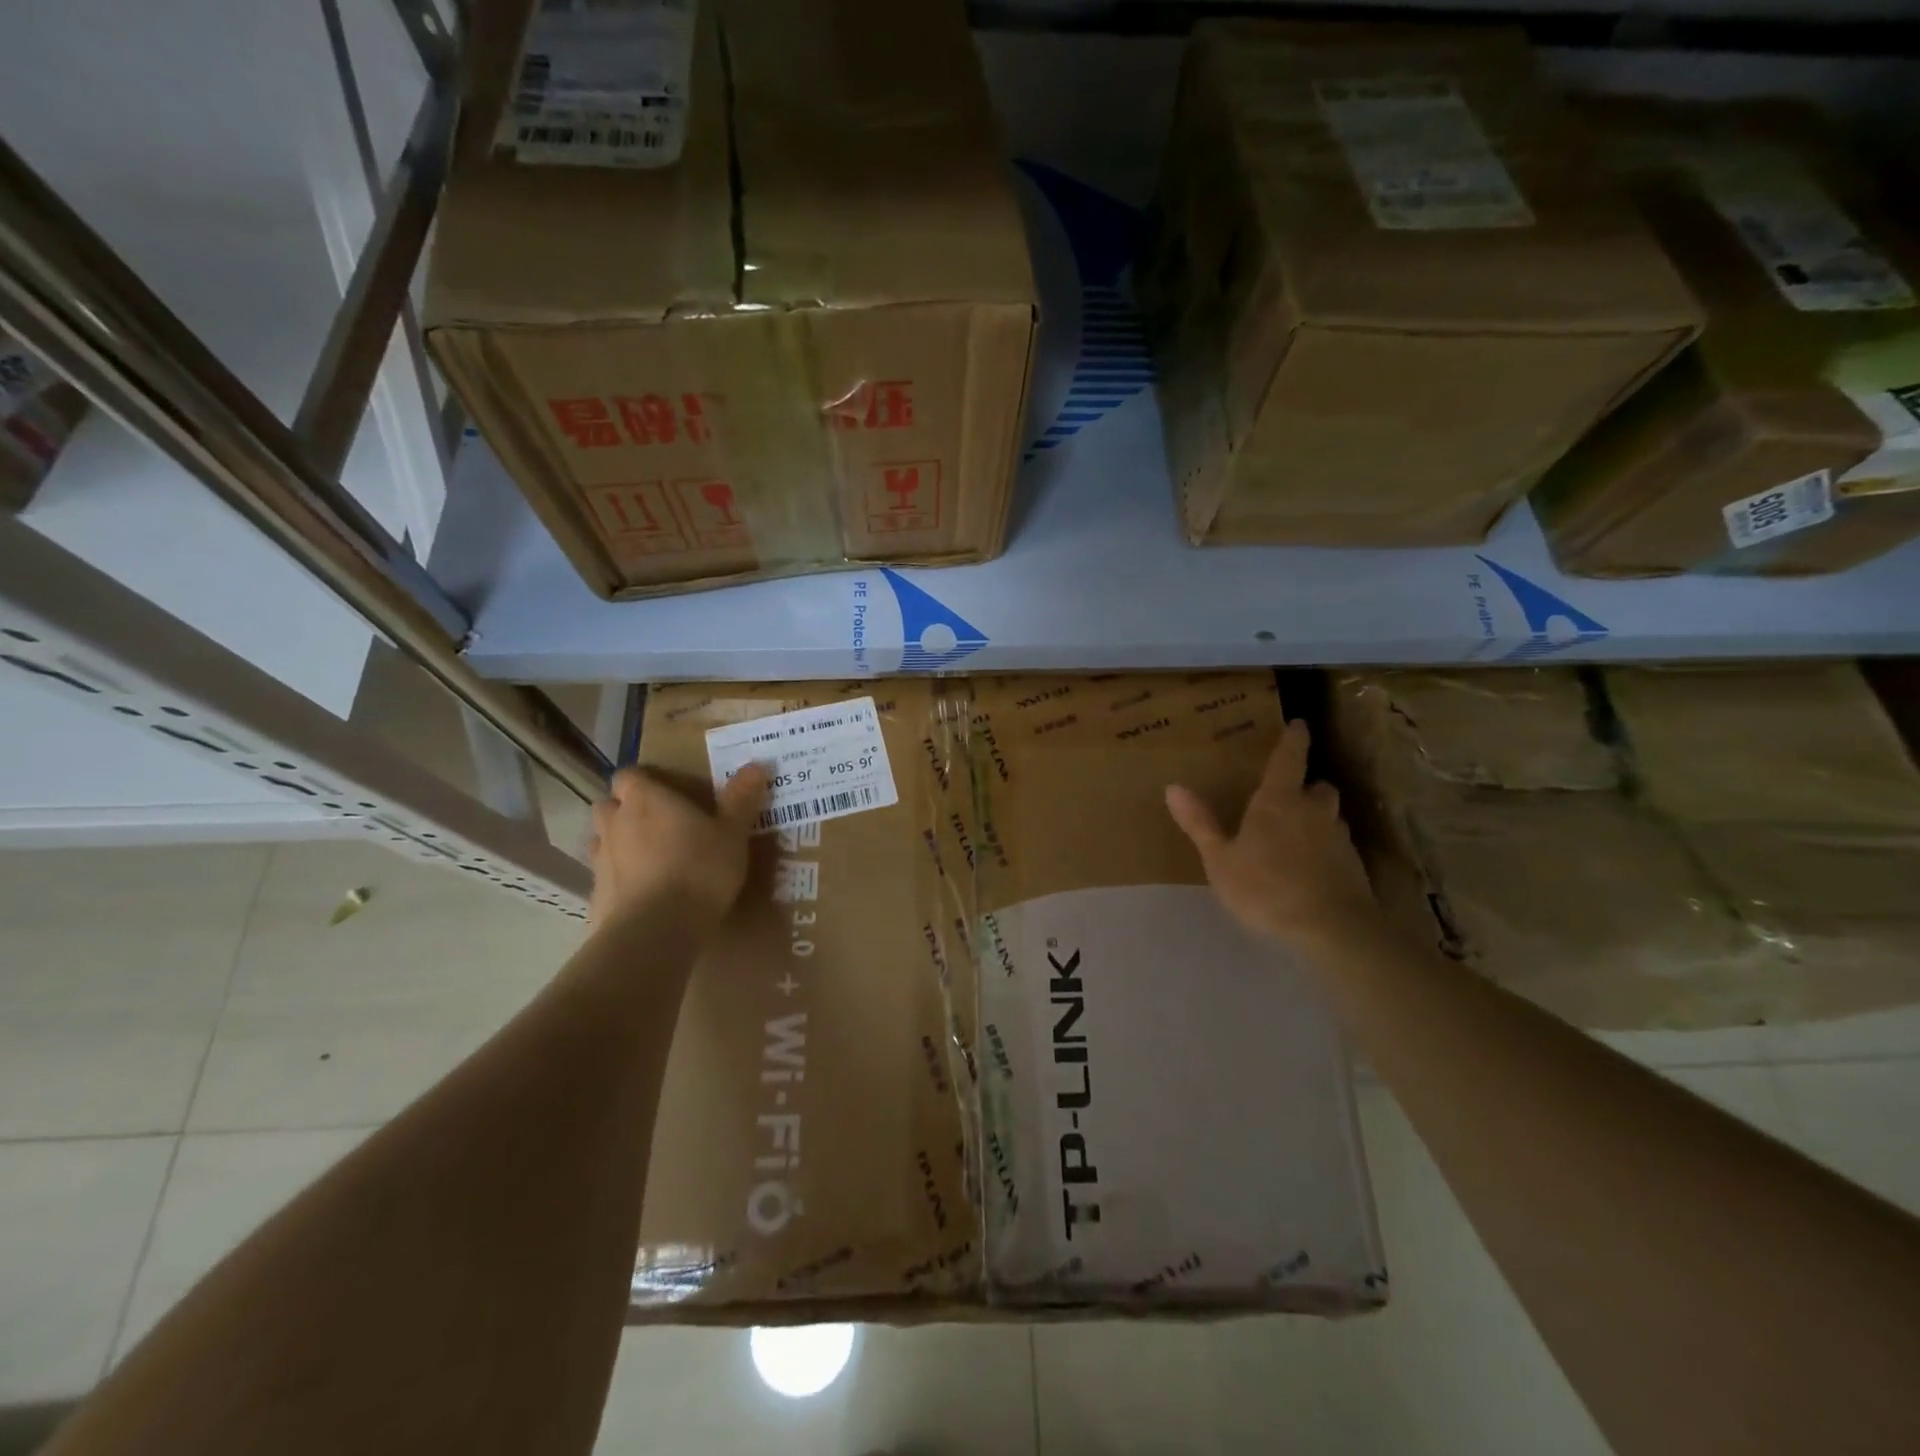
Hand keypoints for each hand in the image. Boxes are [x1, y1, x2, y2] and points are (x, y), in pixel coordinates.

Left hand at [588, 764, 768, 928]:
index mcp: (645, 799)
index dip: (644, 782)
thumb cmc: (699, 870)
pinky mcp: (596, 896)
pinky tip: (645, 894)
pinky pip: (606, 878)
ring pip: (603, 841)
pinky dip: (620, 880)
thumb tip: (756, 765)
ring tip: (651, 859)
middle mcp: (616, 823)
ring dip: (620, 843)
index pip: (629, 775)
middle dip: (626, 810)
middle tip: (659, 824)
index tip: (665, 792)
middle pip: (609, 805)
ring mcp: (600, 860)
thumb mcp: (732, 834)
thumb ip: (741, 799)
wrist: (656, 931)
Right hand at [1166, 719, 1376, 953]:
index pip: (1289, 759)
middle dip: (1307, 787)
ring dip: (1318, 818)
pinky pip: (1338, 846)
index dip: (1293, 740)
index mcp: (1278, 801)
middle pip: (1318, 787)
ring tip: (1299, 834)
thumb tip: (1173, 787)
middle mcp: (1314, 811)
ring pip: (1331, 817)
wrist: (1332, 929)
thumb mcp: (1220, 860)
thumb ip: (1200, 824)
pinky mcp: (1354, 867)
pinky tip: (1313, 868)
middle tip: (1291, 795)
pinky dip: (1326, 848)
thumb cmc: (1265, 888)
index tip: (1299, 724)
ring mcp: (1339, 839)